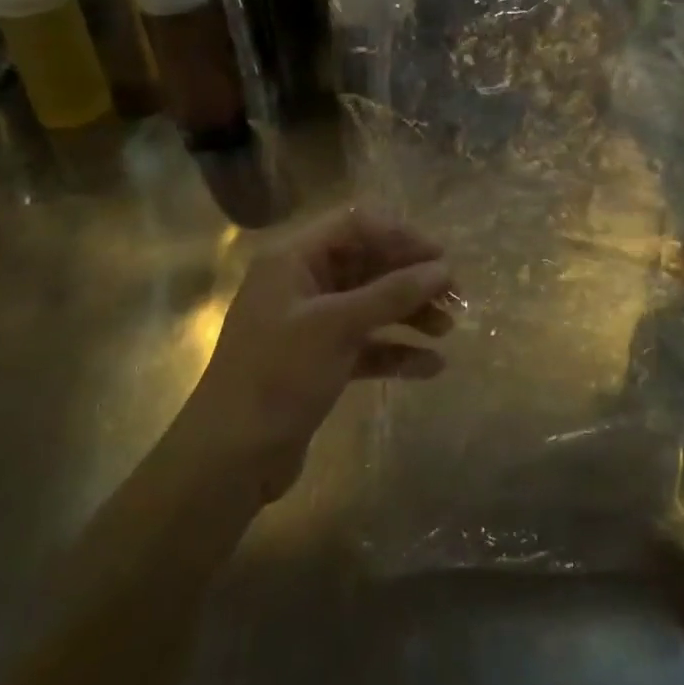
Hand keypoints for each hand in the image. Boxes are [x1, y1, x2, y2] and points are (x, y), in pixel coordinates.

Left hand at [185, 208, 454, 498]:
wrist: (229, 459)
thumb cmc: (278, 376)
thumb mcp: (338, 326)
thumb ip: (392, 293)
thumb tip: (442, 268)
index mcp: (294, 260)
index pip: (356, 226)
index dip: (400, 236)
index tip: (440, 259)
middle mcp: (302, 283)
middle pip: (367, 264)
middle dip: (411, 278)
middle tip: (454, 296)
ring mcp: (310, 324)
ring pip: (370, 305)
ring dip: (409, 313)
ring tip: (447, 329)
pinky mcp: (319, 361)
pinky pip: (366, 344)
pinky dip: (395, 351)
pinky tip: (430, 367)